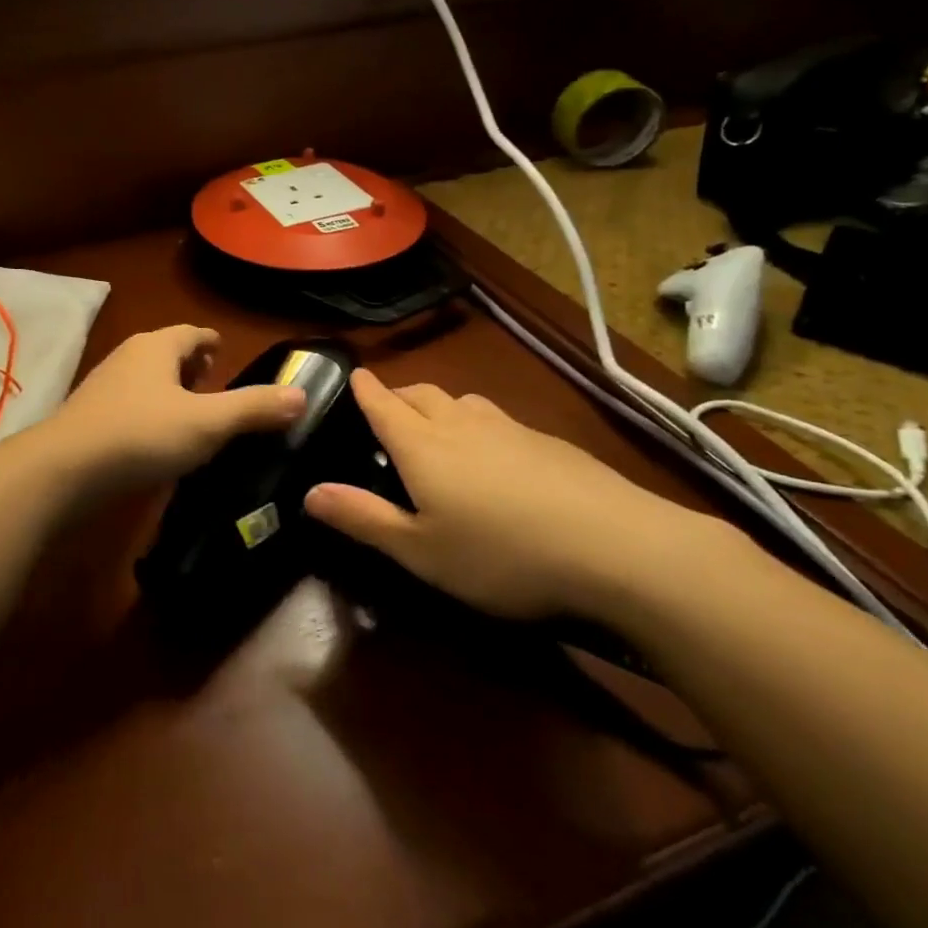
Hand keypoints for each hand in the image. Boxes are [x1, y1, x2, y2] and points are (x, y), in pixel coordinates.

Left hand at [50, 326, 305, 491]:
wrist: (65, 469)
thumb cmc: (142, 435)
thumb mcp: (207, 423)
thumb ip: (254, 408)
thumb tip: (301, 395)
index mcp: (157, 346)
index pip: (193, 333)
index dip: (213, 343)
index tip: (227, 355)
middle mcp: (128, 356)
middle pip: (168, 353)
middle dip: (193, 367)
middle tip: (216, 388)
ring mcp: (104, 384)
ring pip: (147, 379)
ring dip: (170, 391)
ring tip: (192, 416)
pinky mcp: (90, 415)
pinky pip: (130, 404)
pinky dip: (149, 413)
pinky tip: (157, 441)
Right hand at [303, 370, 718, 619]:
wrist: (620, 547)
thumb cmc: (502, 554)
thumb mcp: (421, 551)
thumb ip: (363, 518)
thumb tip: (308, 492)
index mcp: (421, 445)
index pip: (382, 403)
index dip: (364, 388)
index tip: (353, 374)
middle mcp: (460, 423)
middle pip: (421, 394)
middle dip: (398, 395)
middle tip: (387, 411)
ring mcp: (508, 427)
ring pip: (462, 401)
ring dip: (440, 406)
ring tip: (437, 428)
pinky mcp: (548, 440)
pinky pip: (497, 419)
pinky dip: (478, 424)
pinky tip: (495, 456)